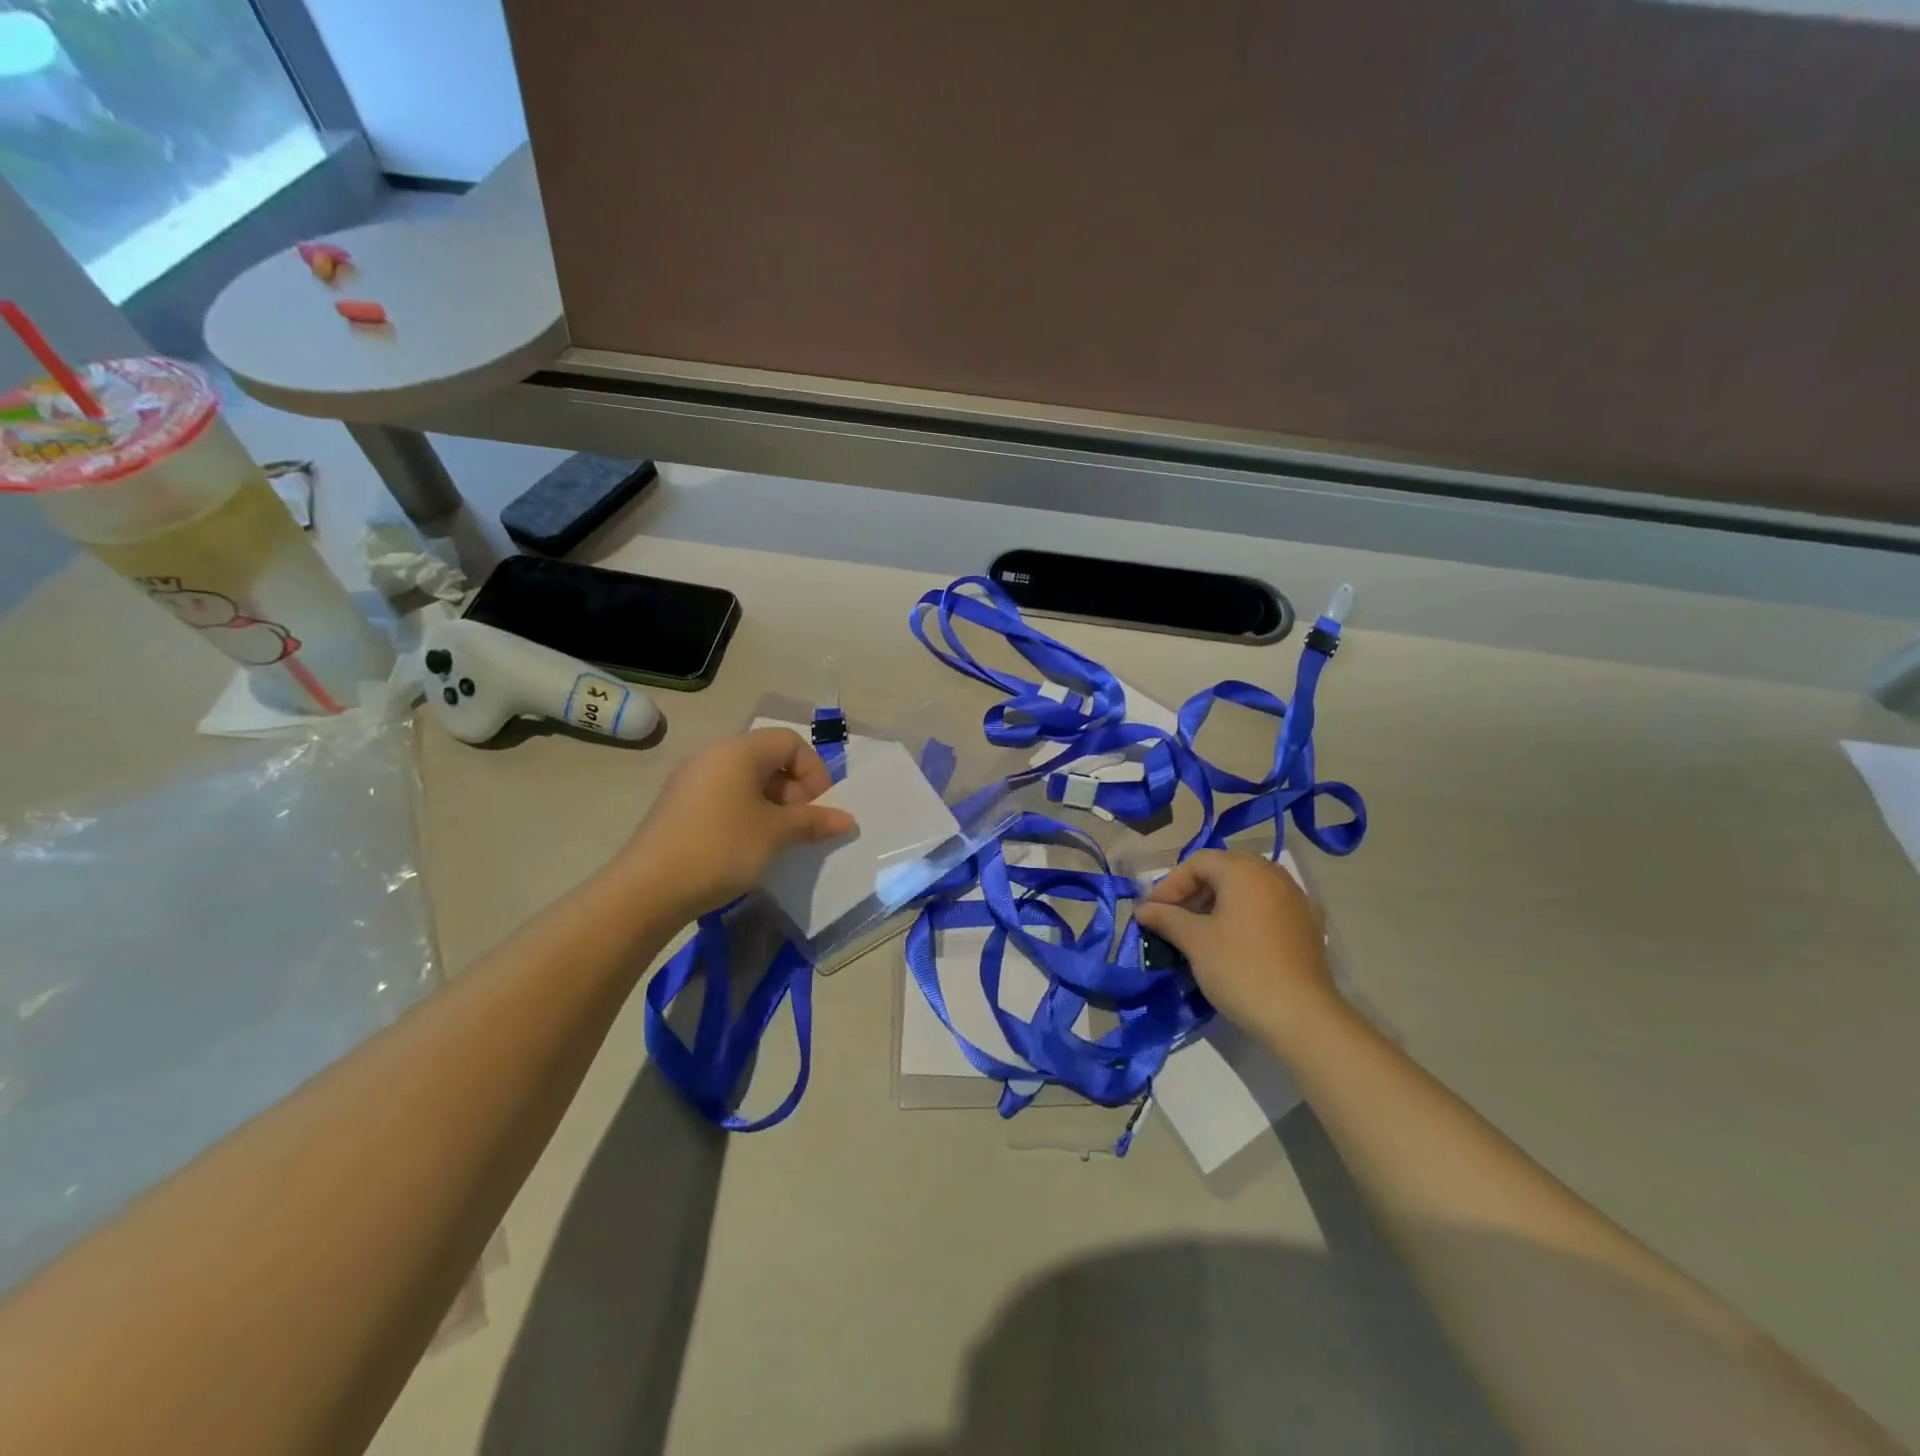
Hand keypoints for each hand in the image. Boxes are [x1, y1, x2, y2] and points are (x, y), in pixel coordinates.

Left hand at [617, 727, 856, 922]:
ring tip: (778, 841)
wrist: (648, 889)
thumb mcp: (776, 834)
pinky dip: (747, 815)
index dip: (813, 771)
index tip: (819, 808)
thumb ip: (813, 821)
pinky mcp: (679, 807)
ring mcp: (691, 781)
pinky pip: (725, 798)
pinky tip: (748, 848)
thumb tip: (847, 820)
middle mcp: (713, 756)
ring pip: (746, 781)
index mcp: (738, 751)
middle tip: (801, 828)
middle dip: (794, 791)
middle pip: (768, 759)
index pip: (789, 742)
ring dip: (772, 806)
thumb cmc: (722, 848)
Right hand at [1132, 850, 1337, 1037]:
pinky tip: (1236, 940)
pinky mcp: (1309, 925)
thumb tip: (1143, 909)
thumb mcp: (1195, 941)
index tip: (1154, 912)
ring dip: (1220, 901)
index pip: (1198, 862)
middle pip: (1225, 869)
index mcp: (1244, 871)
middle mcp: (1273, 875)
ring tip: (1201, 930)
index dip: (1170, 884)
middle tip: (1175, 916)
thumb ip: (1166, 918)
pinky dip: (1246, 914)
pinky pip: (1269, 906)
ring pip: (1249, 887)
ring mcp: (1296, 899)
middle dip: (1195, 889)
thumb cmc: (1240, 968)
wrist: (1301, 1016)